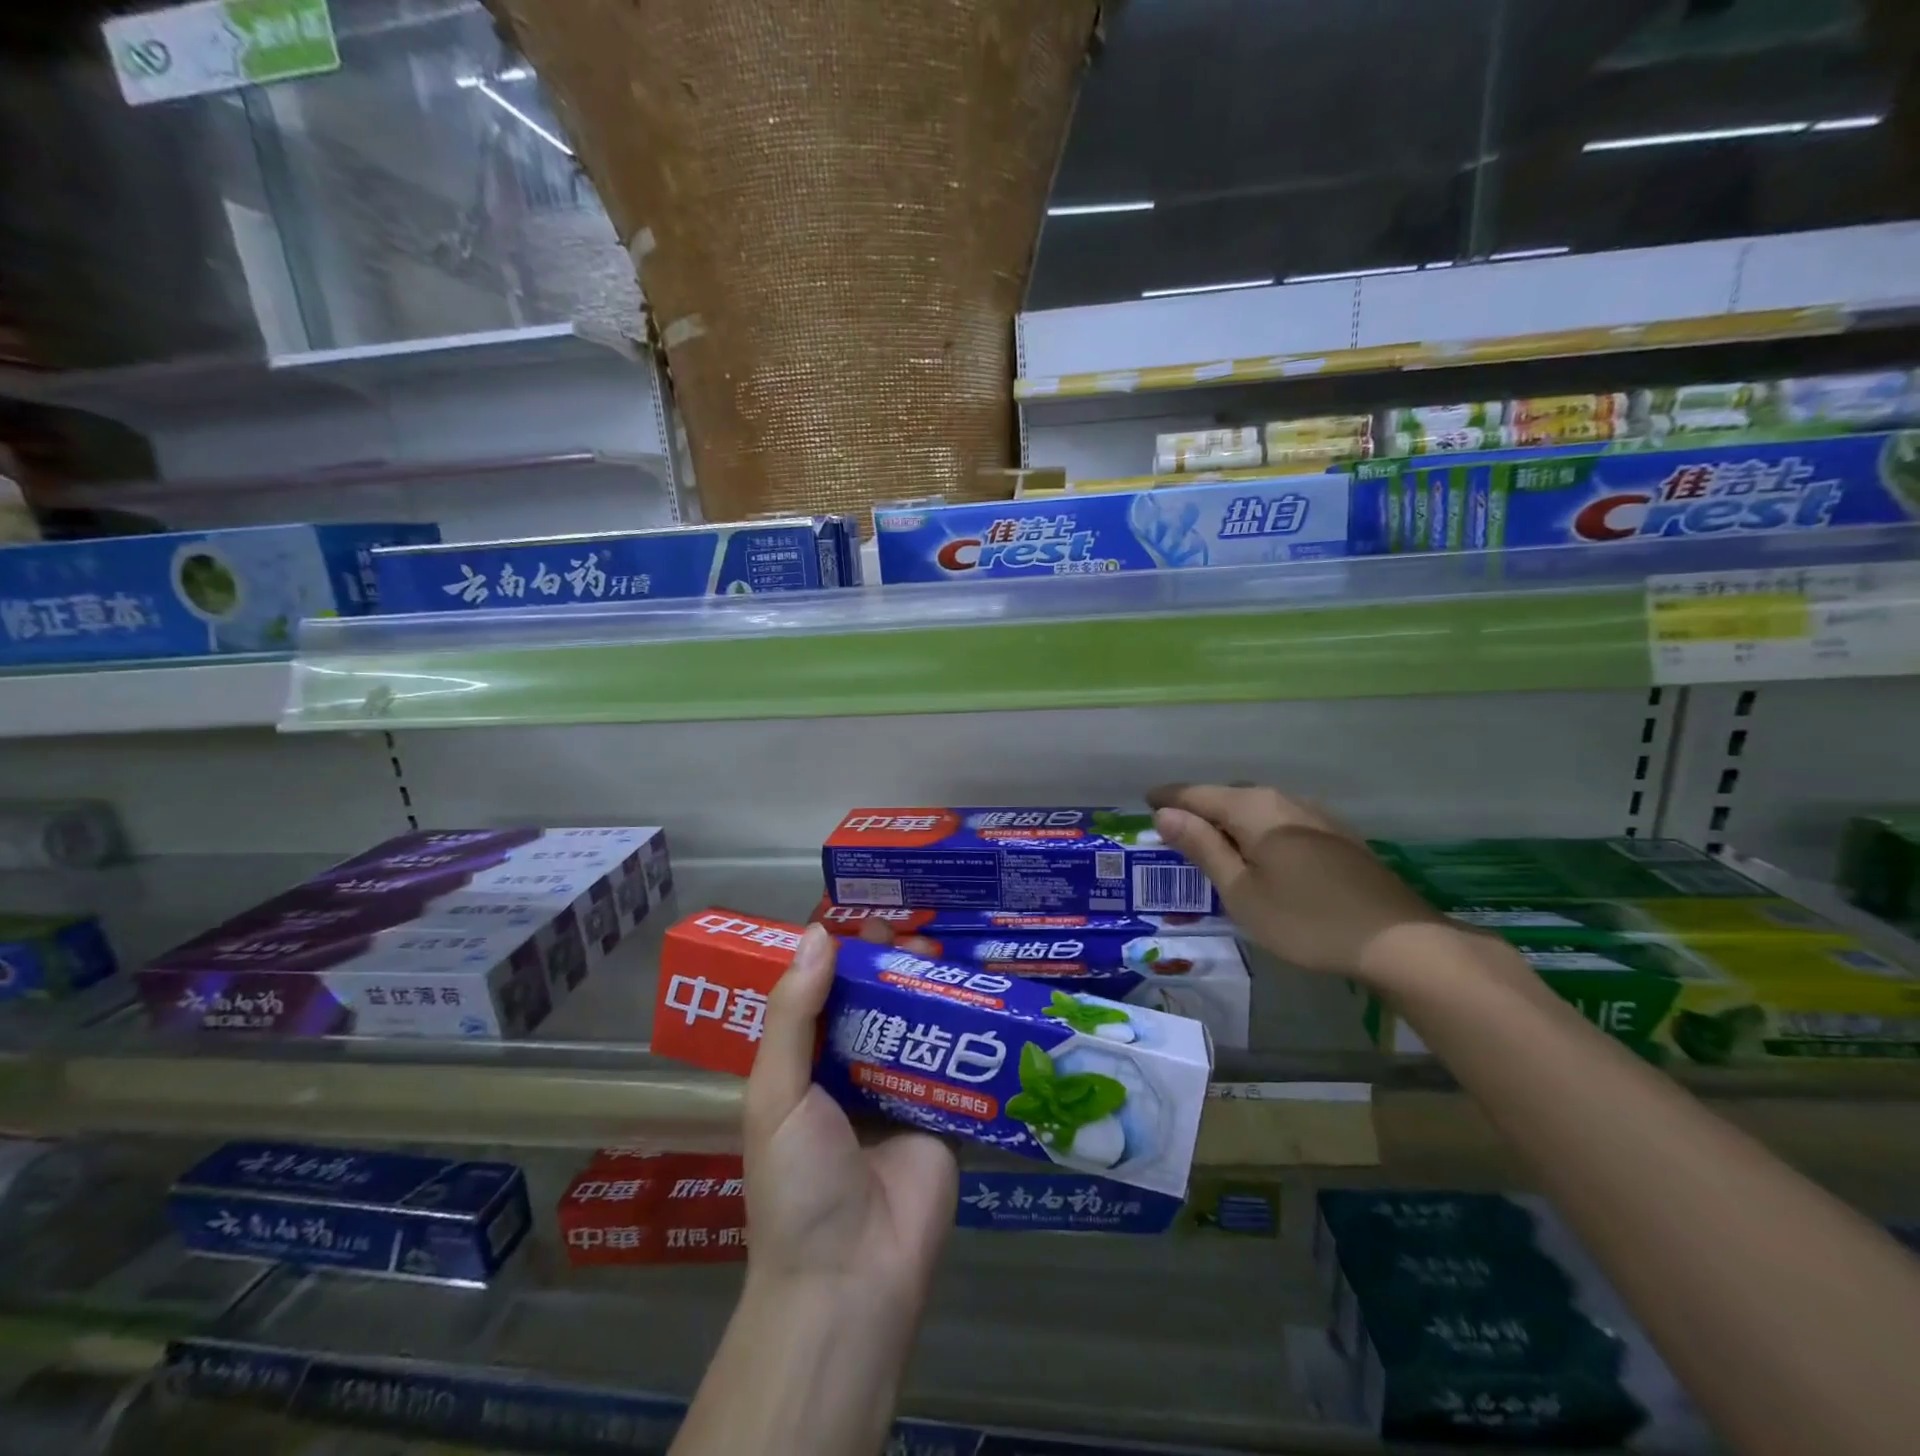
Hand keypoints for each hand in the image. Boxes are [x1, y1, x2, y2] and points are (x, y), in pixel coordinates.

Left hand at [743, 925, 957, 1325]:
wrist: (851, 1277)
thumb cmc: (797, 1182)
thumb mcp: (776, 1093)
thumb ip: (794, 1014)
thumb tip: (817, 933)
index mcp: (807, 1068)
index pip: (825, 996)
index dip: (843, 957)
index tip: (866, 917)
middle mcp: (853, 1073)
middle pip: (877, 1004)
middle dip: (893, 966)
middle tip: (914, 932)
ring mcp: (901, 1093)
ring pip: (919, 1025)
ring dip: (931, 989)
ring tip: (945, 953)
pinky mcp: (946, 1114)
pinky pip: (957, 1062)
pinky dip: (968, 1029)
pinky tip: (983, 993)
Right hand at [1146, 783, 1445, 981]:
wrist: (1397, 941)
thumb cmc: (1305, 920)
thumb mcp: (1241, 891)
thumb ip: (1202, 848)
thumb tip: (1165, 814)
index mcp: (1253, 808)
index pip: (1197, 794)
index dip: (1168, 798)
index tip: (1145, 803)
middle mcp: (1283, 800)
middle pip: (1228, 796)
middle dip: (1198, 808)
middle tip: (1173, 830)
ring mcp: (1315, 815)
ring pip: (1257, 808)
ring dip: (1229, 821)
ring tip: (1211, 843)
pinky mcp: (1336, 836)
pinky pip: (1280, 821)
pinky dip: (1257, 831)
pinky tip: (1259, 854)